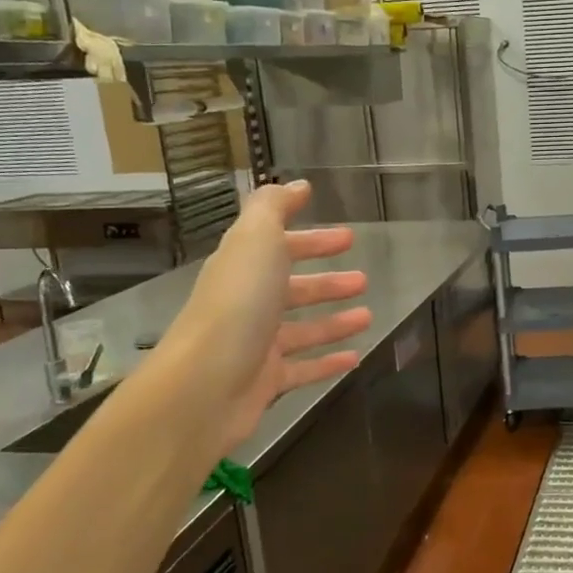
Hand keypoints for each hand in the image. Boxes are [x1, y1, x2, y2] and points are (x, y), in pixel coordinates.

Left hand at [168, 180, 371, 447]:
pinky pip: (304, 368)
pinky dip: (328, 362)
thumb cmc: (236, 305)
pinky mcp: (266, 382)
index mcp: (243, 268)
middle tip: (363, 278)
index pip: (279, 246)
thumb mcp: (255, 240)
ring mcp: (256, 345)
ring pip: (302, 329)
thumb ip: (273, 208)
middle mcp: (248, 304)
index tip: (347, 235)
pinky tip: (355, 357)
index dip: (312, 239)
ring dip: (334, 321)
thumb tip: (297, 185)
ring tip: (369, 315)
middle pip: (292, 289)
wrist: (203, 387)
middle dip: (327, 282)